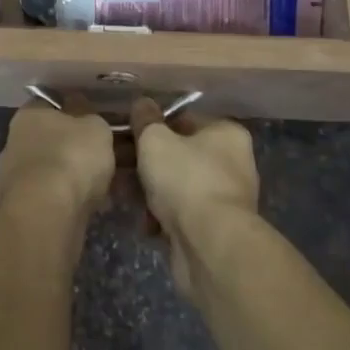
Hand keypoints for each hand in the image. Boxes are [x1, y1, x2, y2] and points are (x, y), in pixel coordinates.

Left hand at [0, 98, 116, 220]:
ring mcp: (11, 178)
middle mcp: (13, 142)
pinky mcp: (17, 210)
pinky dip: (65, 202)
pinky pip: (47, 199)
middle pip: (47, 141)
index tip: (93, 125)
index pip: (49, 105)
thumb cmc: (71, 157)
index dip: (72, 112)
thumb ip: (90, 118)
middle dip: (71, 149)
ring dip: (68, 179)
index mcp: (28, 115)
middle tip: (100, 159)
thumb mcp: (95, 127)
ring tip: (101, 189)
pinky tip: (88, 209)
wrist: (46, 213)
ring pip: (48, 172)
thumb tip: (82, 112)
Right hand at [131, 98, 257, 293]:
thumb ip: (145, 119)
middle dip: (145, 162)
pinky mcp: (214, 230)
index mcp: (226, 134)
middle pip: (178, 154)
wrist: (209, 246)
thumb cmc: (185, 179)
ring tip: (124, 195)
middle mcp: (232, 163)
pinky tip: (145, 223)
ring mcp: (224, 199)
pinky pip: (181, 214)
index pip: (184, 119)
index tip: (127, 133)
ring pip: (176, 186)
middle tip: (118, 165)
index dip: (152, 125)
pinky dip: (161, 217)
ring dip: (149, 191)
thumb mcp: (155, 139)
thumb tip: (142, 104)